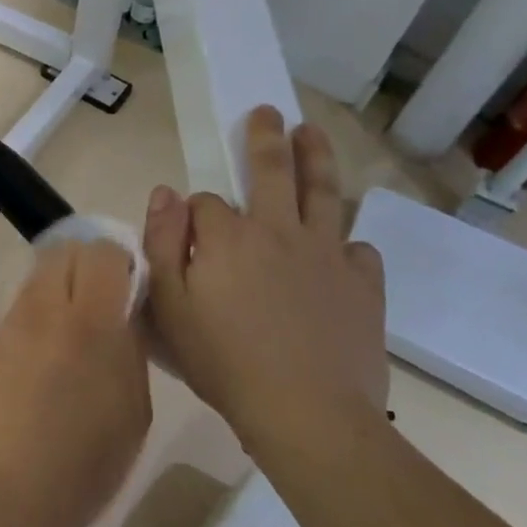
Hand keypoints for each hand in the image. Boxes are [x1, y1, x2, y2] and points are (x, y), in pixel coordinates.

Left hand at [0, 240, 151, 526]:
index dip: (120, 261)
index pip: (102, 252)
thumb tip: (125, 313)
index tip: (131, 288)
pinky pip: (24, 302)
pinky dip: (42, 309)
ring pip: (41, 272)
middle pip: (65, 250)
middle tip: (105, 300)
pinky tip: (50, 352)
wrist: (5, 490)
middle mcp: (47, 307)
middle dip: (89, 263)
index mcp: (91, 323)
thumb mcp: (133, 410)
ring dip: (63, 284)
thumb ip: (130, 348)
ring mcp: (14, 320)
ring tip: (77, 327)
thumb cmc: (84, 464)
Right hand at [141, 106, 387, 461]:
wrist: (307, 414)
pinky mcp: (364, 285)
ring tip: (311, 133)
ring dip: (317, 157)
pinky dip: (347, 244)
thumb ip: (162, 243)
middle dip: (266, 138)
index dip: (194, 214)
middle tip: (268, 112)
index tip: (189, 237)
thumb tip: (166, 192)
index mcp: (229, 236)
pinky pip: (359, 250)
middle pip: (272, 170)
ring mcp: (328, 254)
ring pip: (325, 192)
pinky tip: (341, 250)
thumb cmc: (224, 362)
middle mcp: (280, 230)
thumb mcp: (169, 307)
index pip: (207, 202)